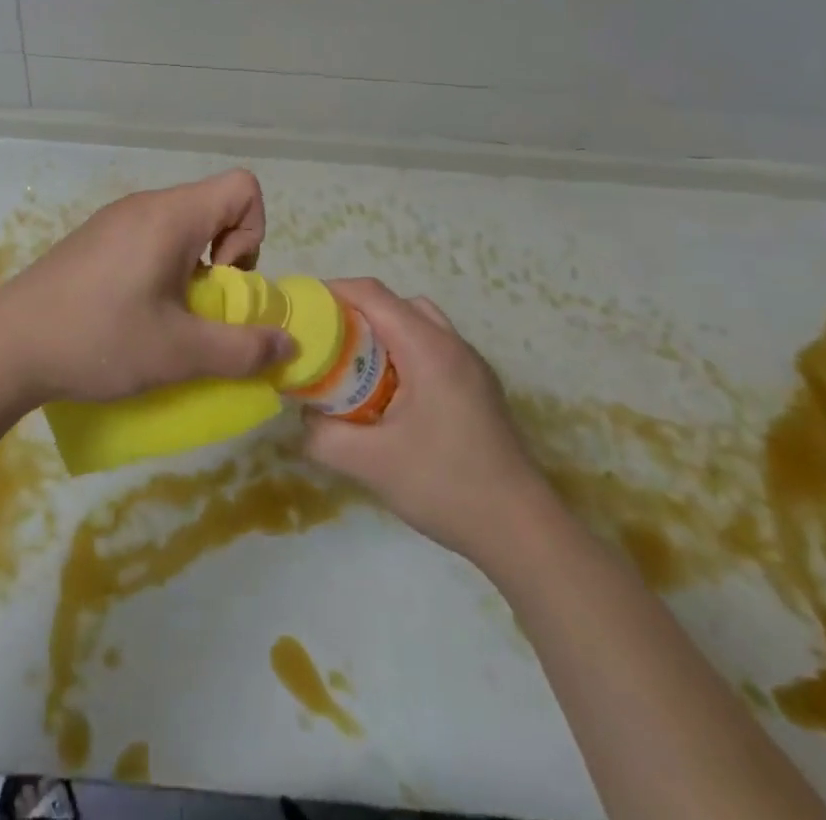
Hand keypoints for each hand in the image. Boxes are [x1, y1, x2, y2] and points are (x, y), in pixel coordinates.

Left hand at [0, 170, 294, 405]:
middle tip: (197, 308)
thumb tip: (288, 343)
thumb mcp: (179, 353)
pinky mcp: (95, 239)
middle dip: (224, 258)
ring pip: (181, 226)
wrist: (6, 345)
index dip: (252, 233)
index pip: (242, 186)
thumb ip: (242, 349)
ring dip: (192, 268)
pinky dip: (162, 269)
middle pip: (213, 207)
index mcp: (170, 215)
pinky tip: (133, 313)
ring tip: (167, 316)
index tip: (222, 280)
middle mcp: (144, 205)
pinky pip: (149, 238)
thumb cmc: (99, 338)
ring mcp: (114, 219)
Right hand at [303, 279, 558, 565]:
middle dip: (354, 312)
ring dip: (382, 332)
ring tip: (355, 366)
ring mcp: (471, 366)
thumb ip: (323, 436)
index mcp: (428, 349)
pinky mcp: (479, 387)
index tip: (302, 309)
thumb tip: (303, 415)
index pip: (372, 294)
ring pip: (418, 323)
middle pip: (395, 303)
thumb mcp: (370, 463)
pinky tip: (389, 395)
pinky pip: (433, 348)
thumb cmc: (446, 486)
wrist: (523, 532)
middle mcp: (453, 345)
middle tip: (324, 340)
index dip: (332, 292)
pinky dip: (403, 352)